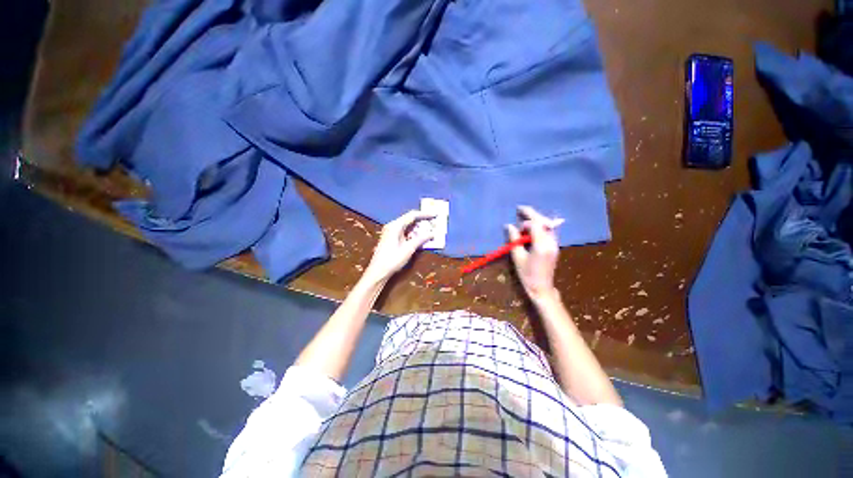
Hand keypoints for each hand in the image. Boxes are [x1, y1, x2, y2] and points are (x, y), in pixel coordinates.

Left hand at [364, 210, 435, 281]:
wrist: (378, 271)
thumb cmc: (392, 259)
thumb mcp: (409, 249)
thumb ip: (421, 239)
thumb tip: (432, 233)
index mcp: (395, 226)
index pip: (412, 215)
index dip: (424, 214)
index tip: (435, 215)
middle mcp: (392, 226)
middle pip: (409, 219)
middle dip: (422, 222)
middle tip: (433, 224)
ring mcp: (390, 231)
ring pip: (407, 226)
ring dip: (418, 229)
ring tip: (429, 232)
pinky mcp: (391, 238)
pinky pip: (404, 232)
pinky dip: (412, 234)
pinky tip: (420, 238)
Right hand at [505, 206, 563, 302]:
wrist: (542, 288)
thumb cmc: (527, 275)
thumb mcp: (517, 257)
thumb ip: (514, 239)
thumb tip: (509, 226)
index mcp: (541, 245)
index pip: (536, 224)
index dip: (526, 219)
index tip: (517, 215)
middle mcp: (551, 242)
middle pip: (544, 222)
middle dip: (532, 214)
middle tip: (520, 209)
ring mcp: (555, 245)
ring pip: (548, 225)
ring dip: (537, 220)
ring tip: (525, 218)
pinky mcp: (554, 247)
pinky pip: (548, 231)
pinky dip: (540, 227)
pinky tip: (531, 228)